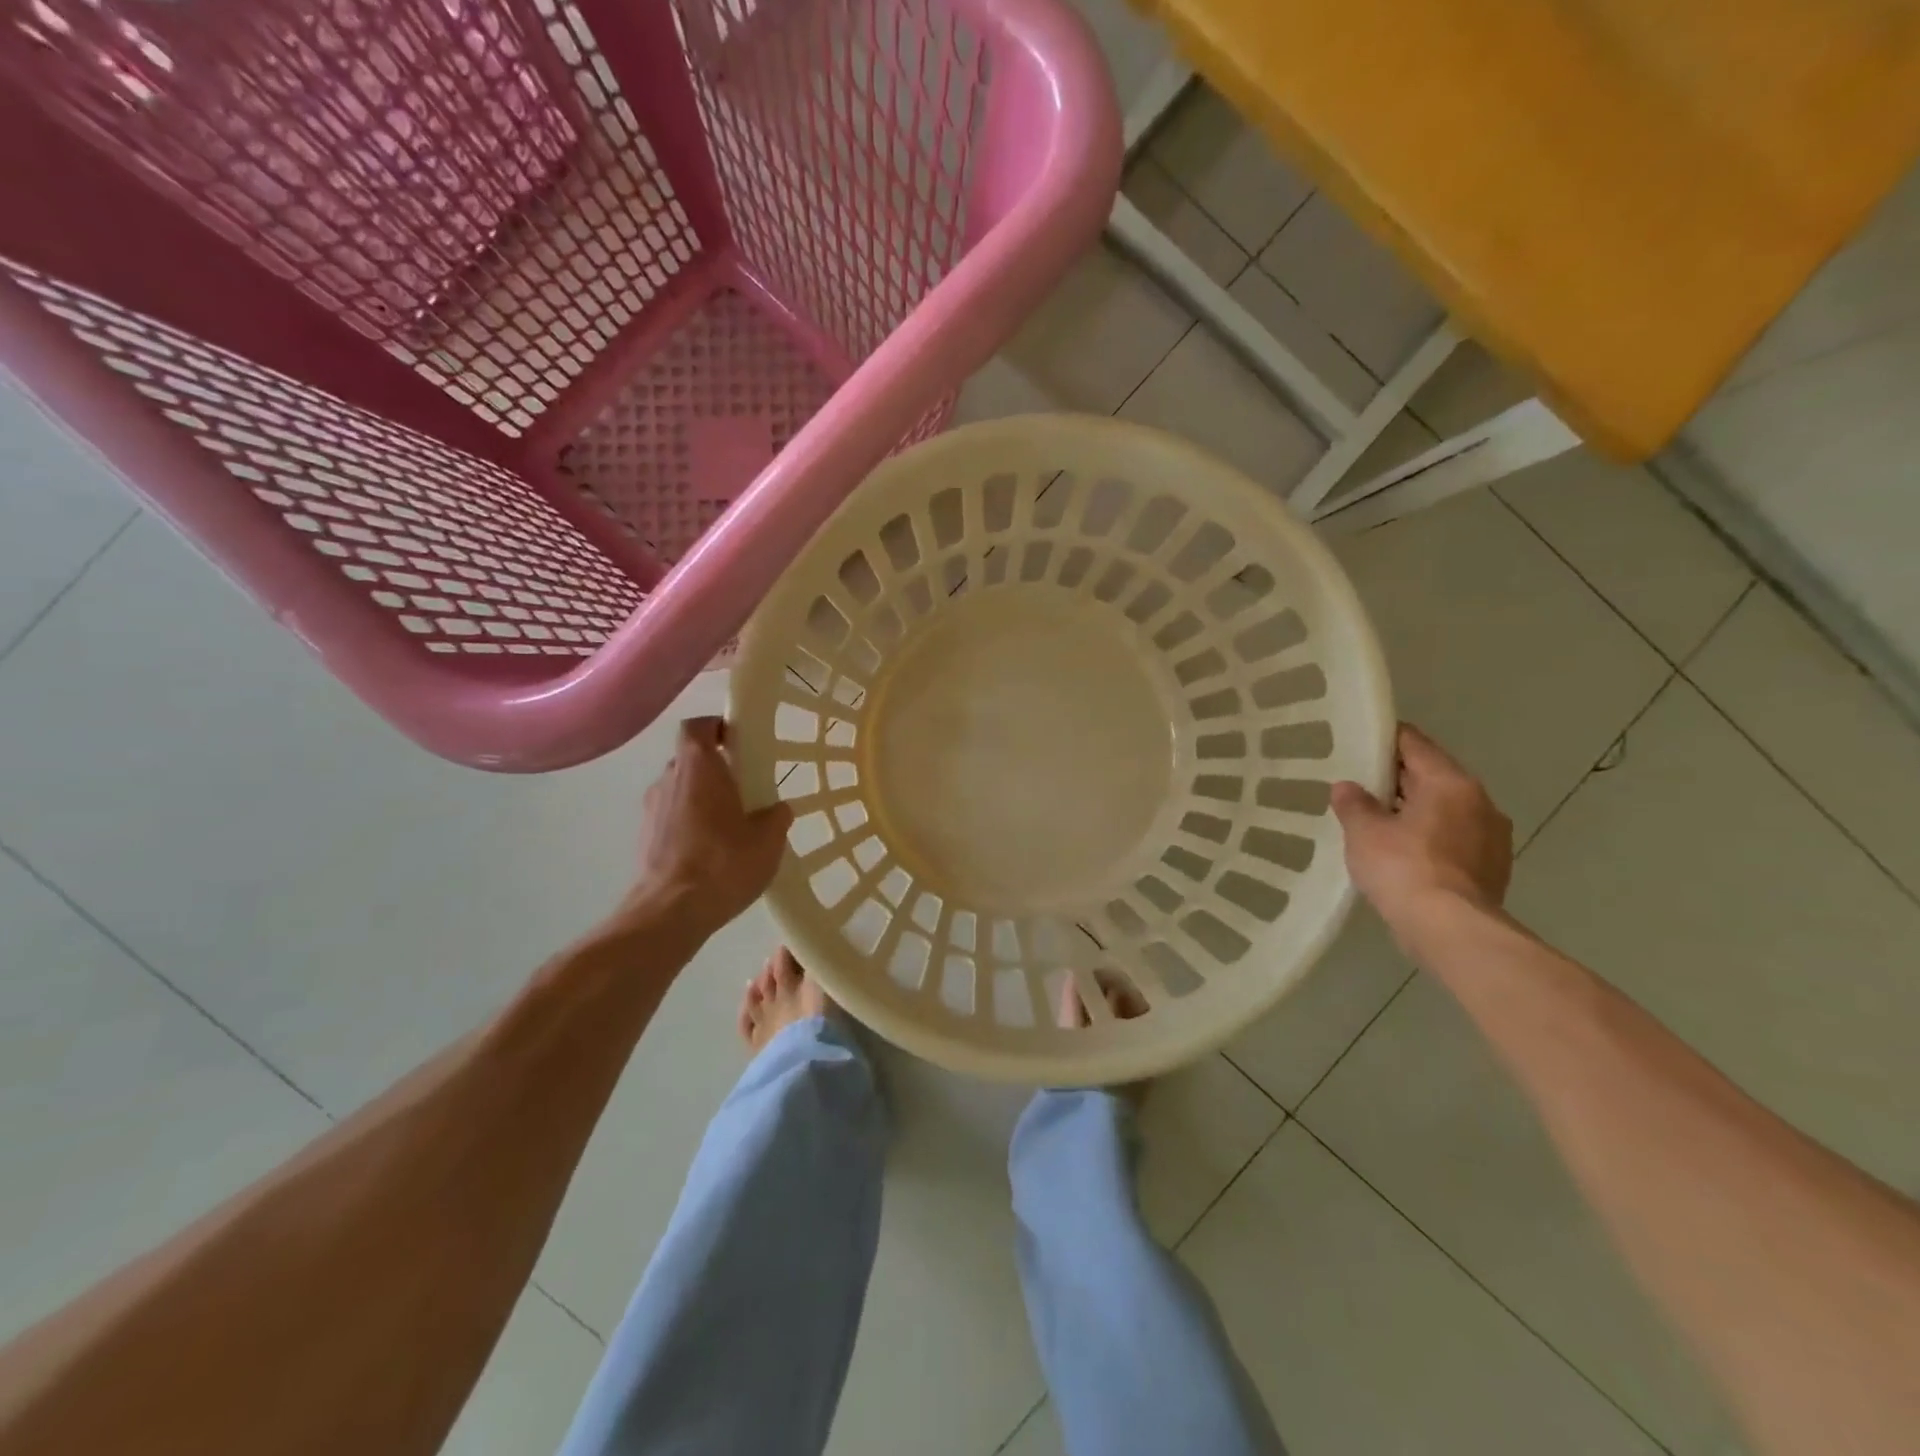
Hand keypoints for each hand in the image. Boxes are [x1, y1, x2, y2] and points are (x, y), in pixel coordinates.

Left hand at [627, 717, 792, 933]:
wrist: (670, 912)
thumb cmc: (723, 863)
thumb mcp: (768, 840)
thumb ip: (776, 817)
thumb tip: (777, 809)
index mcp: (698, 766)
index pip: (698, 726)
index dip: (717, 727)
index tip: (739, 741)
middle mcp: (668, 779)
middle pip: (690, 759)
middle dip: (715, 768)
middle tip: (744, 788)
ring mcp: (651, 809)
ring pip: (680, 789)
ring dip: (701, 798)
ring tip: (730, 825)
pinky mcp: (644, 838)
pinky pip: (671, 817)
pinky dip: (689, 823)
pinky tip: (711, 851)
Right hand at [1331, 723, 1512, 926]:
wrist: (1450, 930)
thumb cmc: (1403, 868)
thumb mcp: (1364, 831)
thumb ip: (1354, 803)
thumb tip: (1347, 788)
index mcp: (1450, 783)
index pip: (1415, 744)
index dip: (1385, 739)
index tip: (1360, 741)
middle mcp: (1480, 802)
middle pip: (1433, 777)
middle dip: (1399, 779)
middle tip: (1361, 785)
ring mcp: (1493, 837)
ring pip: (1447, 810)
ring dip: (1418, 811)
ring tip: (1381, 822)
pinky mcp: (1493, 868)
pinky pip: (1456, 839)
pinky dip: (1432, 839)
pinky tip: (1405, 854)